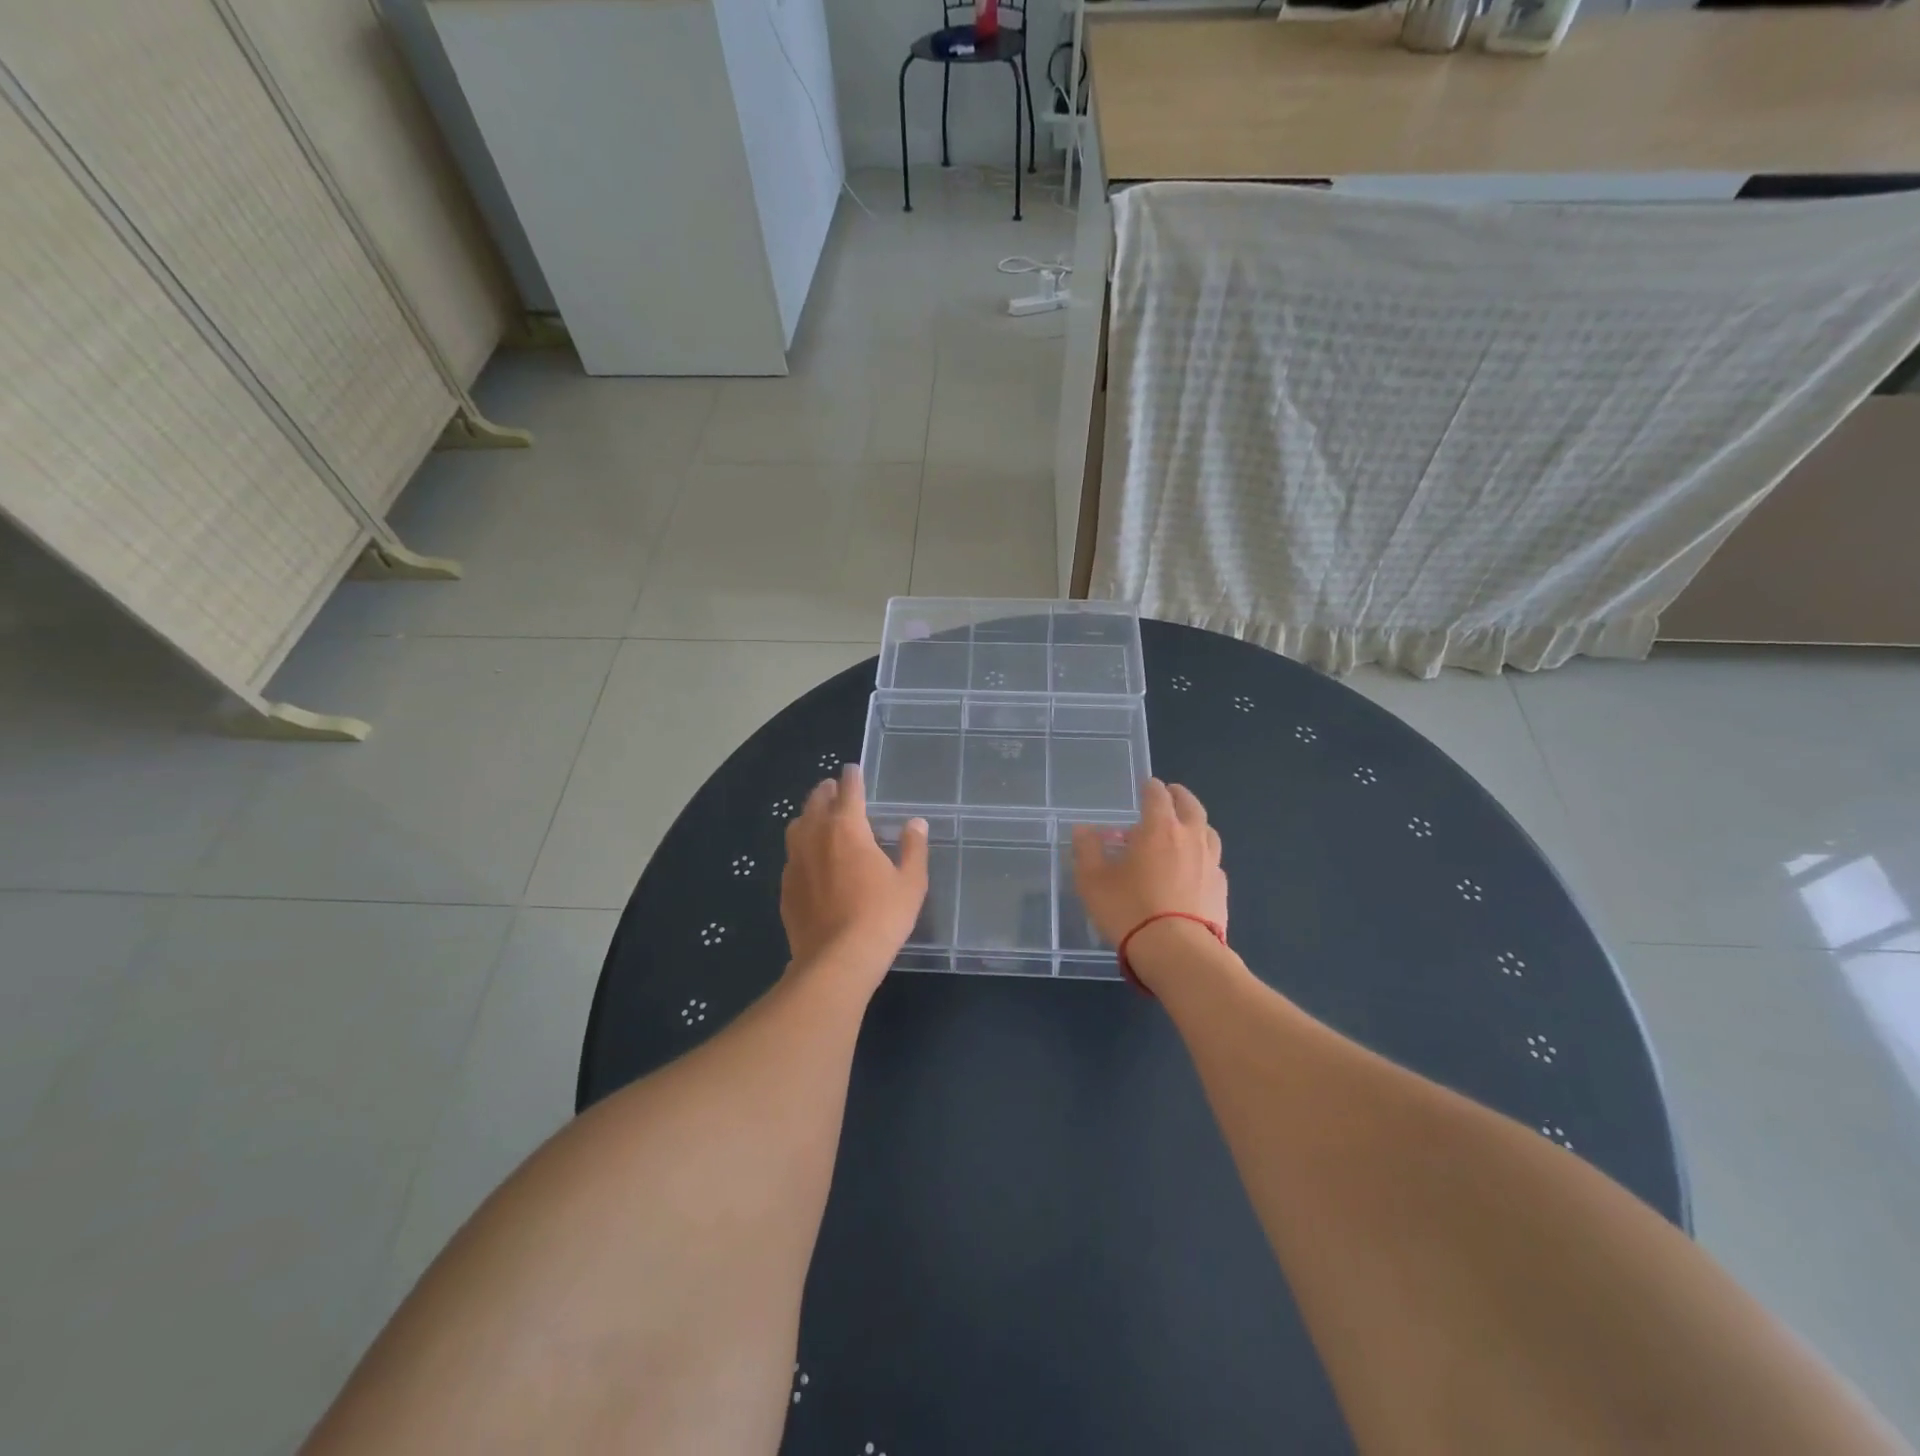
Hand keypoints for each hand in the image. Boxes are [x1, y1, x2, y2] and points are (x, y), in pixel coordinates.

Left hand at [781, 764, 928, 987]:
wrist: (836, 960)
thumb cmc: (881, 916)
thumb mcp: (911, 882)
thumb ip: (913, 848)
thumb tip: (915, 823)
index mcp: (848, 827)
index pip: (849, 790)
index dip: (853, 776)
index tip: (854, 769)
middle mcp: (816, 835)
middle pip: (817, 801)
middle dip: (827, 791)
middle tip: (836, 789)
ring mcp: (795, 860)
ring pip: (797, 825)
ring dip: (809, 815)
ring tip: (819, 818)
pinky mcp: (785, 885)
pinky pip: (792, 854)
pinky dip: (801, 847)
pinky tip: (810, 860)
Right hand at [1072, 779, 1227, 947]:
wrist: (1178, 952)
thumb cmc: (1129, 909)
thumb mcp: (1093, 881)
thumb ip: (1087, 850)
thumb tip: (1084, 830)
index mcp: (1160, 828)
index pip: (1158, 795)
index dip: (1151, 787)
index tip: (1146, 785)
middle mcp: (1190, 838)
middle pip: (1191, 806)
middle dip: (1180, 797)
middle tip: (1171, 795)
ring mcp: (1211, 864)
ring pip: (1208, 833)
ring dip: (1196, 825)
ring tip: (1184, 831)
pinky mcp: (1222, 890)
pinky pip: (1213, 863)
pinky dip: (1203, 858)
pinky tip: (1193, 871)